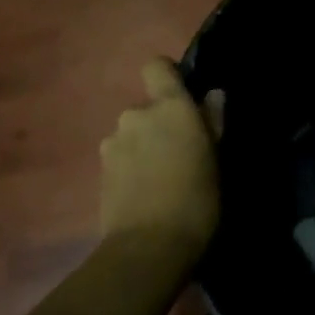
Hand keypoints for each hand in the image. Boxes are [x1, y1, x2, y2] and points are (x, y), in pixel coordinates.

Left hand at [99, 58, 223, 256]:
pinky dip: (130, 166)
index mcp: (169, 107)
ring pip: (132, 133)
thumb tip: (212, 95)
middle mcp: (136, 114)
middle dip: (159, 124)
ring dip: (143, 146)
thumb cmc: (196, 200)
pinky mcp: (100, 169)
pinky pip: (120, 156)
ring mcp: (113, 142)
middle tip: (179, 154)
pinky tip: (143, 192)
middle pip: (147, 107)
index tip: (183, 98)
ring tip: (160, 178)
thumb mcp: (215, 160)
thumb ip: (212, 122)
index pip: (156, 66)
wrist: (148, 248)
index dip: (167, 76)